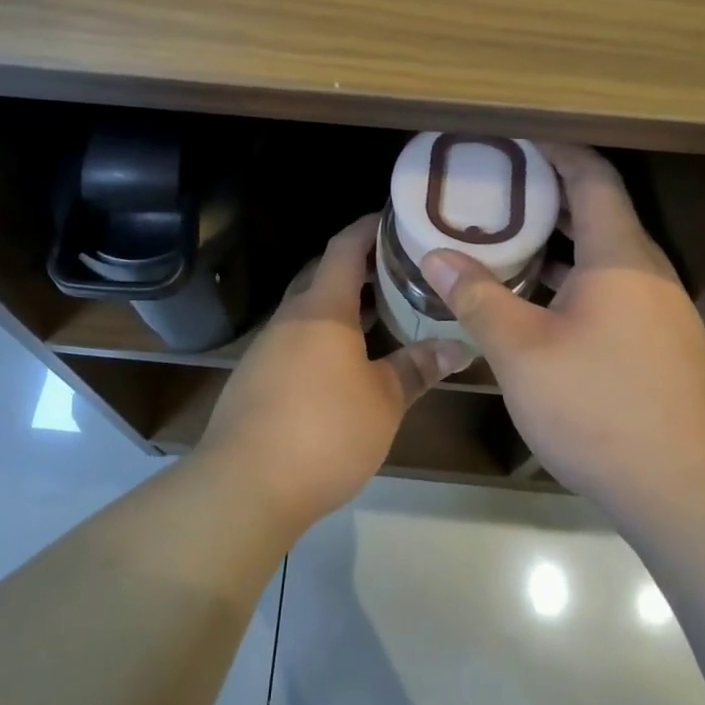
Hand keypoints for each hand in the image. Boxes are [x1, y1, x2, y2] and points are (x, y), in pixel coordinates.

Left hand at [197, 214, 471, 533]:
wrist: (244, 486)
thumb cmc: (325, 431)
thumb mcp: (384, 401)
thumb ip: (418, 367)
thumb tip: (459, 346)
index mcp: (322, 309)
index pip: (344, 247)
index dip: (368, 228)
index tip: (394, 219)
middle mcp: (290, 318)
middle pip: (322, 274)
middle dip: (357, 267)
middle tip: (397, 269)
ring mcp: (267, 347)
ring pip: (308, 310)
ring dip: (340, 306)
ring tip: (378, 314)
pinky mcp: (256, 378)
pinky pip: (295, 340)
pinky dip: (322, 337)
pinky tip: (343, 364)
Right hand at [420, 144, 704, 517]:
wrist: (686, 491)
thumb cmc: (599, 407)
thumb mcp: (522, 351)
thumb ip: (477, 297)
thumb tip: (435, 257)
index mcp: (619, 255)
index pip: (592, 176)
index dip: (556, 150)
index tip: (514, 142)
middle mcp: (646, 270)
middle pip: (599, 209)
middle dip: (548, 193)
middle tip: (496, 190)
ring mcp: (658, 307)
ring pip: (605, 252)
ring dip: (559, 238)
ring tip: (507, 238)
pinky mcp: (660, 340)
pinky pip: (613, 285)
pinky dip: (574, 275)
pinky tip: (538, 299)